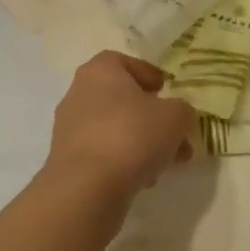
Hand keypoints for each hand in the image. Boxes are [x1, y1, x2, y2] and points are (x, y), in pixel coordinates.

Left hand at [45, 51, 196, 203]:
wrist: (86, 188)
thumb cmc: (131, 136)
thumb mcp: (175, 117)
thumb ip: (182, 110)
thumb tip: (178, 115)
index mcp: (100, 71)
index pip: (123, 62)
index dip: (147, 74)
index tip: (165, 91)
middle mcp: (79, 93)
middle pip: (121, 99)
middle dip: (150, 116)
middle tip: (174, 133)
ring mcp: (69, 128)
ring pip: (114, 128)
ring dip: (141, 142)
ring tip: (167, 163)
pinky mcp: (67, 160)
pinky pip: (102, 153)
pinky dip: (123, 161)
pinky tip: (144, 179)